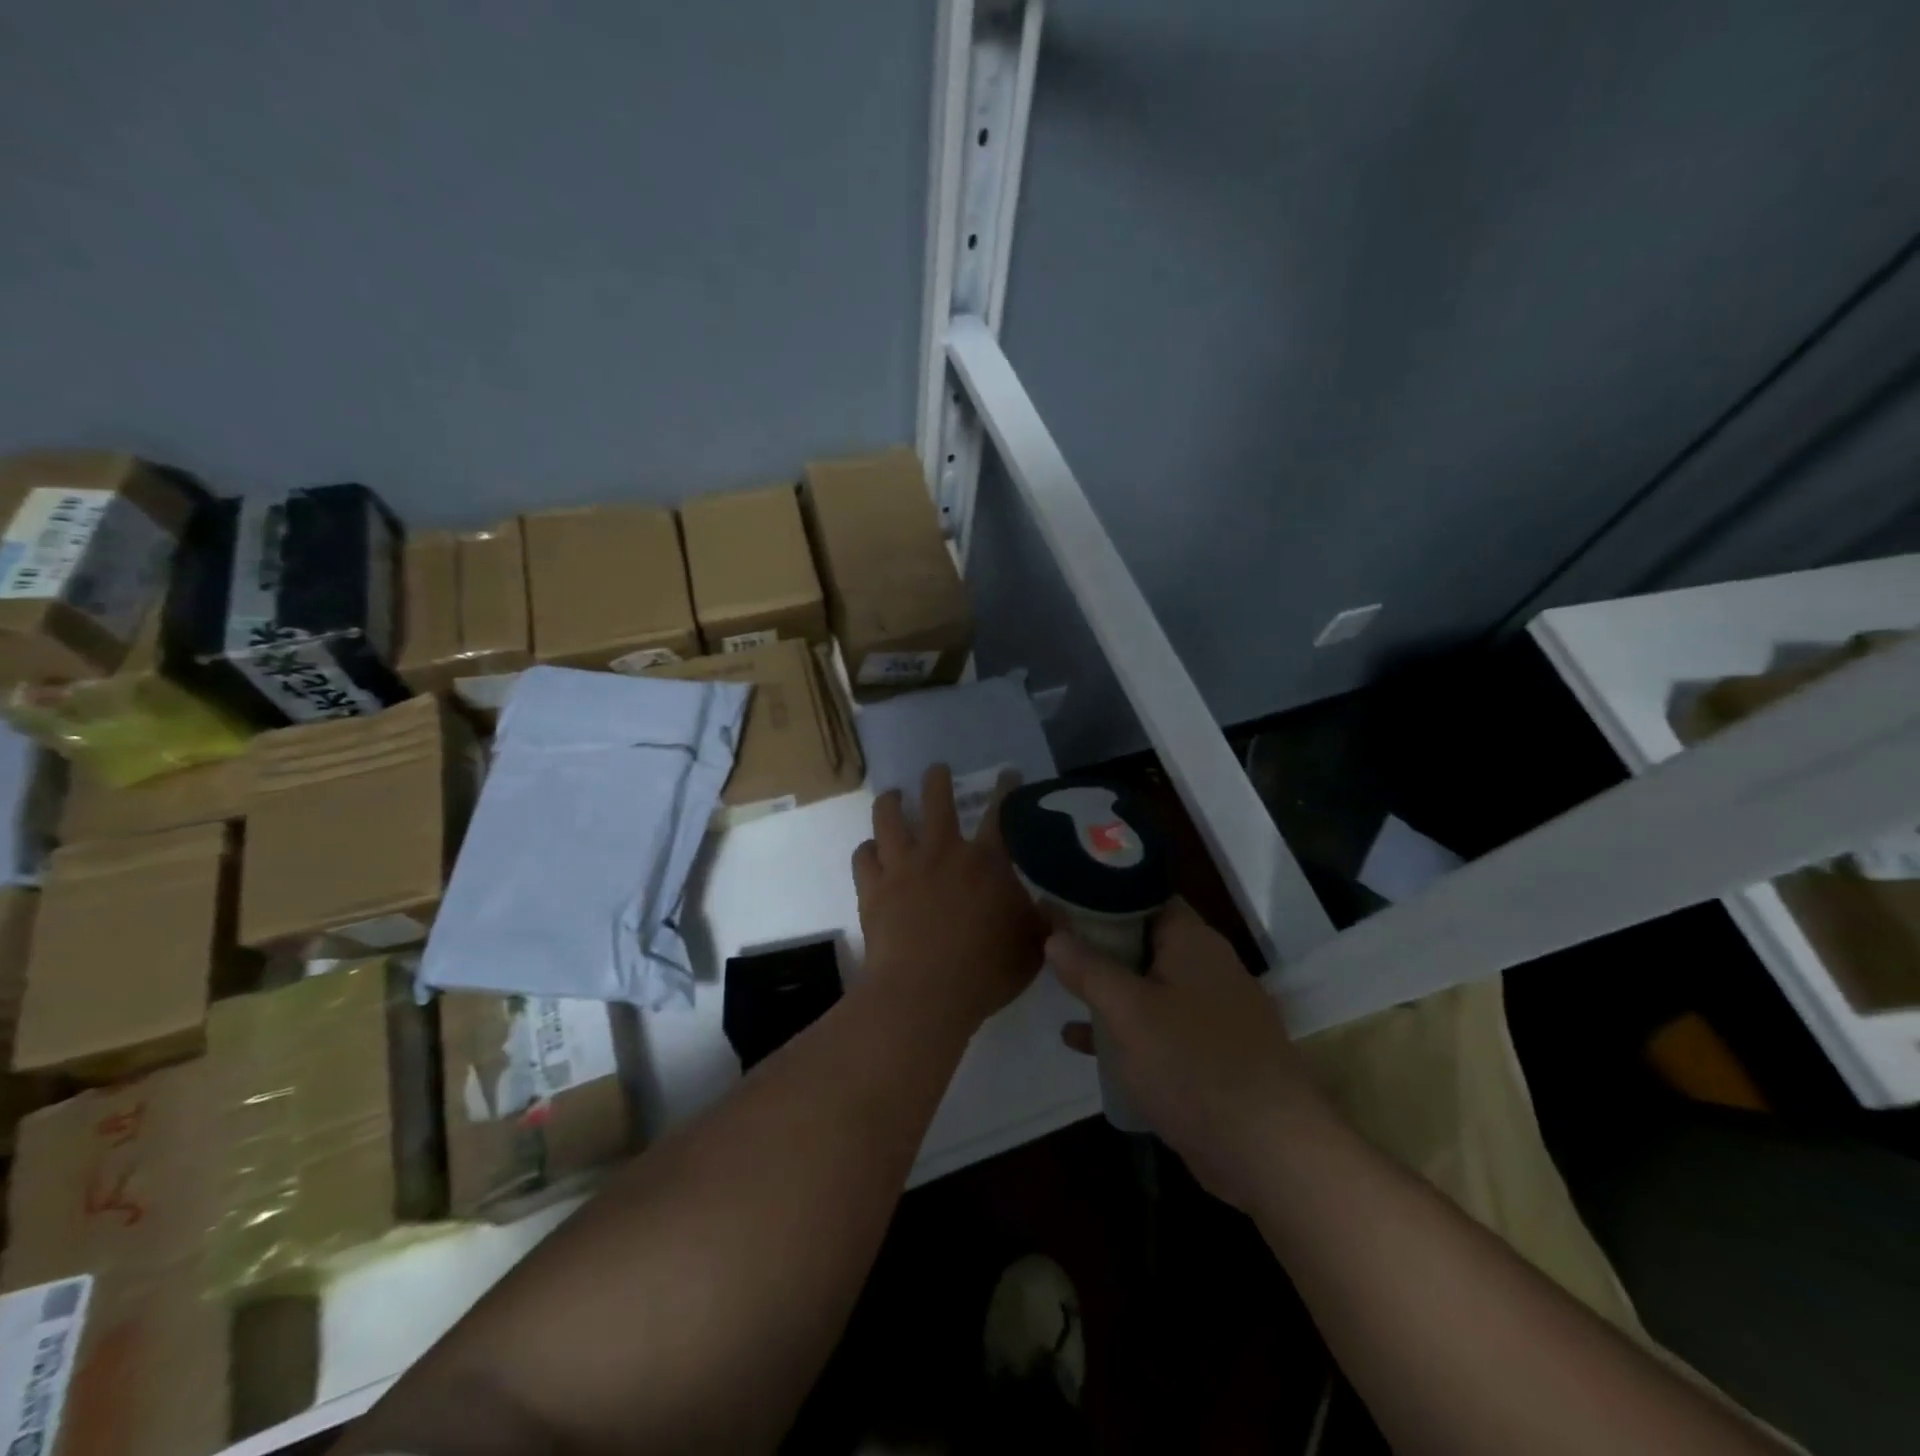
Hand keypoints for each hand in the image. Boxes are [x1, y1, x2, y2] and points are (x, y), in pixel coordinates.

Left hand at [853, 765, 1045, 1032]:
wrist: (924, 994)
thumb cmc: (985, 972)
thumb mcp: (1032, 947)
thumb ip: (1042, 921)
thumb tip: (1049, 905)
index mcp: (986, 862)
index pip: (1000, 814)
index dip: (1006, 789)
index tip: (1007, 773)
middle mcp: (942, 852)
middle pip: (936, 800)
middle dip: (937, 779)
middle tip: (937, 770)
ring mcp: (902, 867)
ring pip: (889, 818)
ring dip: (891, 802)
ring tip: (892, 795)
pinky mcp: (872, 888)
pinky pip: (863, 857)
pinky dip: (867, 850)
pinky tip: (870, 850)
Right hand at [1051, 898, 1327, 1209]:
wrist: (1271, 1153)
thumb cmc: (1193, 1065)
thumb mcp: (1128, 1012)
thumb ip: (1088, 969)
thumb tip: (1054, 936)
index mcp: (1192, 941)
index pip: (1145, 895)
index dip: (1103, 893)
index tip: (1063, 901)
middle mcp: (1207, 967)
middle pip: (1144, 940)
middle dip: (1099, 944)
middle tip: (1053, 943)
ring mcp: (1213, 1012)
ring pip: (1149, 985)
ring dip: (1109, 988)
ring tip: (1060, 988)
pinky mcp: (1212, 1054)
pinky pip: (1160, 1027)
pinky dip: (1126, 1029)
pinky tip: (1082, 1043)